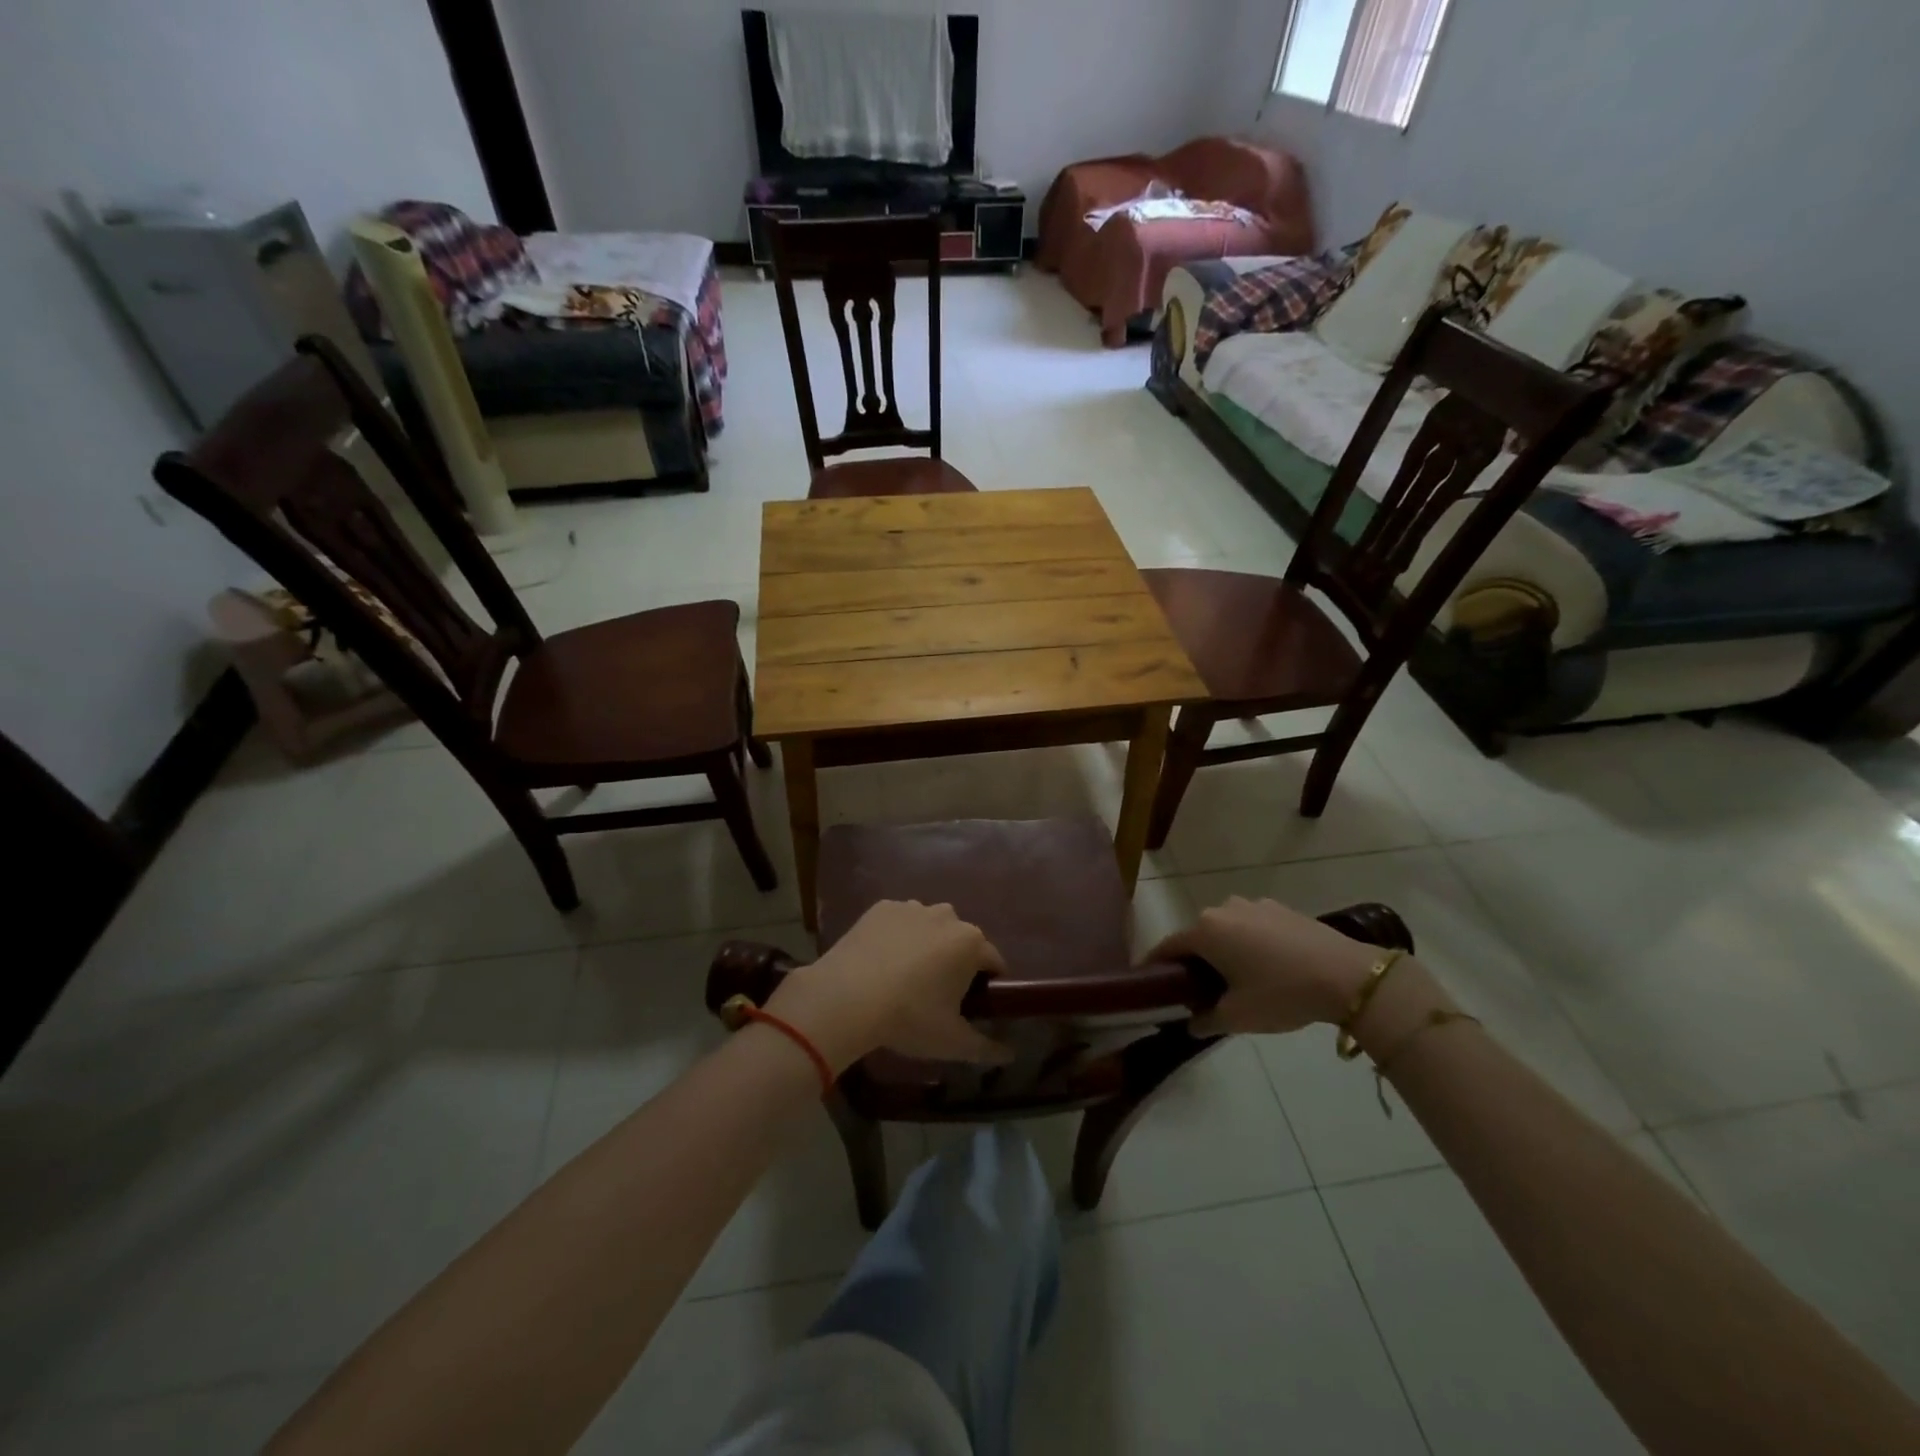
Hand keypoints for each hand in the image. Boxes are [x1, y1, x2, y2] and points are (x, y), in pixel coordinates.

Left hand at [765, 901, 1013, 1072]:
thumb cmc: (909, 1018)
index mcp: (971, 942)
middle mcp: (947, 915)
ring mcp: (912, 907)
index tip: (971, 1006)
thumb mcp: (952, 1041)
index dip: (986, 984)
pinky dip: (896, 937)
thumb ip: (986, 1048)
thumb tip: (1010, 1055)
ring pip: (929, 927)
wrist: (846, 997)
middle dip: (954, 962)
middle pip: (960, 940)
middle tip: (935, 996)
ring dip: (926, 946)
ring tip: (904, 979)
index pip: (992, 961)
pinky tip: (881, 962)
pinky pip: (899, 922)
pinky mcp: (881, 908)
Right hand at [1148, 896, 1384, 1035]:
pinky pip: (1252, 927)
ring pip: (1226, 931)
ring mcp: (1253, 905)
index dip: (1155, 967)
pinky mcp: (1280, 908)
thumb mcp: (1238, 1016)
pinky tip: (1267, 969)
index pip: (1167, 947)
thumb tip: (1191, 1023)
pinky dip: (1249, 945)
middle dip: (1194, 962)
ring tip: (1237, 981)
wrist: (1348, 976)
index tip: (1149, 984)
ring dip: (1224, 952)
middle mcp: (1223, 909)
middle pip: (1197, 937)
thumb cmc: (1281, 993)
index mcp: (1205, 931)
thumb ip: (1206, 1020)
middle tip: (1198, 992)